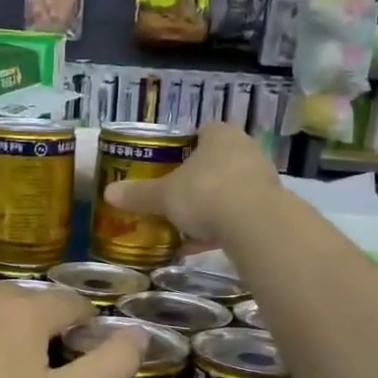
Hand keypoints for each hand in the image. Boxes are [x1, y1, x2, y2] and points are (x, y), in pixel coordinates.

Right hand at [104, 121, 282, 242]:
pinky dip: (220, 227)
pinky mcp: (269, 207)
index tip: (169, 164)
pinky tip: (200, 247)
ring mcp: (261, 178)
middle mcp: (244, 149)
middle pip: (215, 161)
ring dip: (209, 206)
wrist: (254, 224)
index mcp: (219, 135)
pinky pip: (238, 213)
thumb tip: (108, 192)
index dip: (184, 146)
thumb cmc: (205, 193)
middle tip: (174, 196)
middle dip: (196, 179)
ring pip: (228, 189)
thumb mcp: (164, 196)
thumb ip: (139, 194)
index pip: (201, 131)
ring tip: (183, 227)